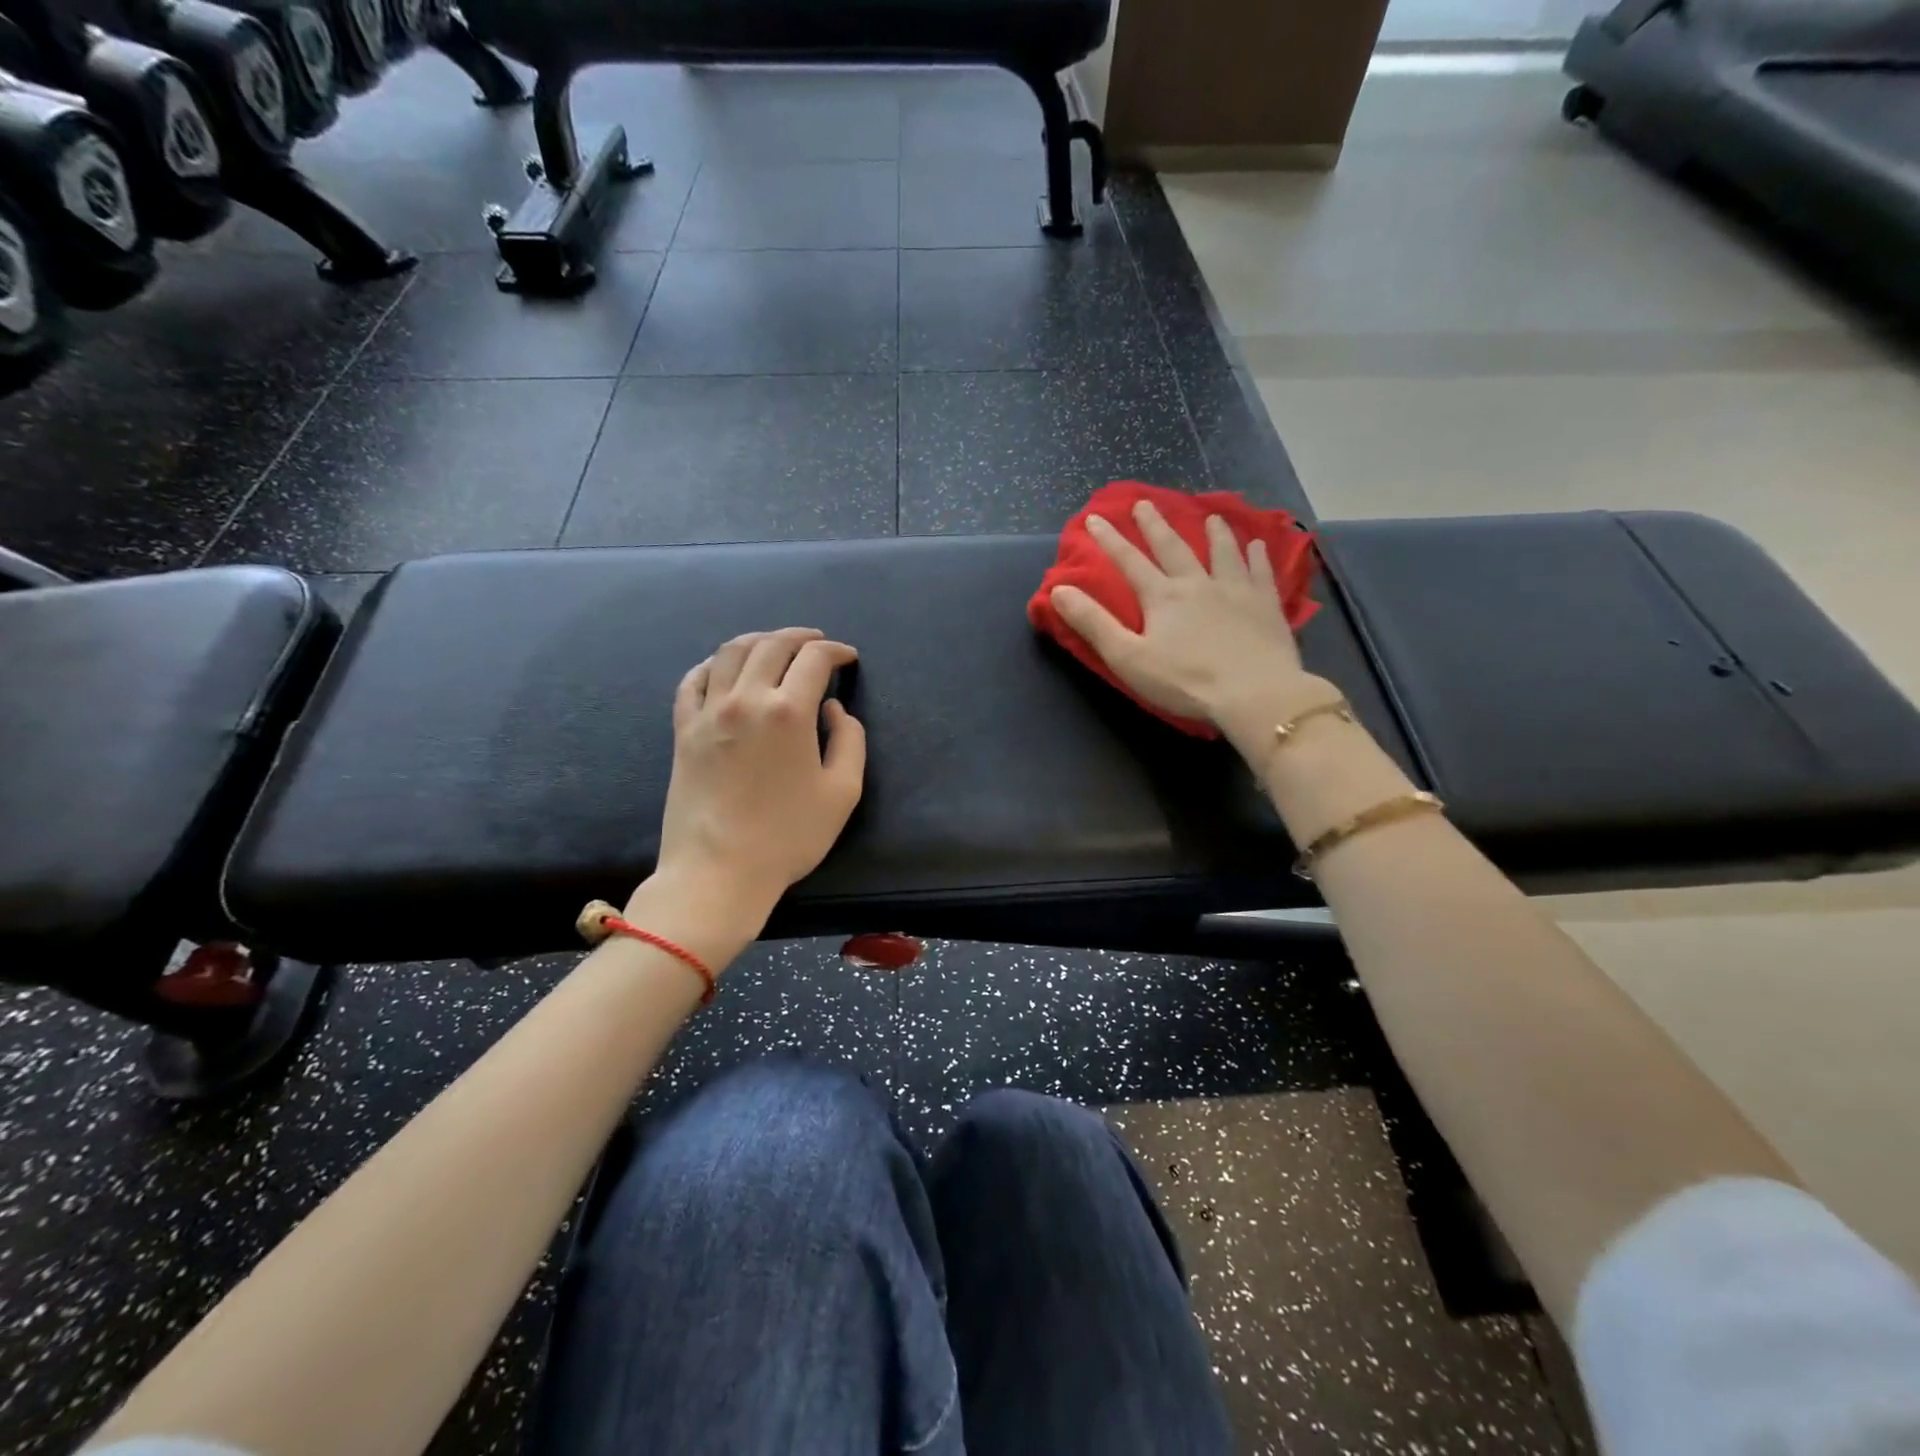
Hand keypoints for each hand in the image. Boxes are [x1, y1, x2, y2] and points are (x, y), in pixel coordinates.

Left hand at [651, 628, 865, 925]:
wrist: (718, 871)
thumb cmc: (788, 836)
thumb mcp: (843, 792)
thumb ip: (850, 741)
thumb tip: (833, 709)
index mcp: (789, 711)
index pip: (814, 660)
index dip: (836, 651)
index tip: (848, 658)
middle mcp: (746, 699)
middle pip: (772, 645)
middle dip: (800, 637)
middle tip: (817, 643)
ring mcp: (708, 712)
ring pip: (731, 653)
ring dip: (758, 640)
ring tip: (774, 645)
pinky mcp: (683, 730)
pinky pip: (694, 680)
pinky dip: (713, 664)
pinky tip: (725, 669)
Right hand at [1050, 500, 1320, 742]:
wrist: (1254, 693)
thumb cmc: (1185, 682)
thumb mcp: (1127, 658)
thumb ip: (1094, 623)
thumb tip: (1059, 590)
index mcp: (1162, 597)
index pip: (1129, 562)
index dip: (1109, 540)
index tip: (1095, 518)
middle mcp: (1197, 584)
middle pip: (1173, 548)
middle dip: (1155, 526)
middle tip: (1145, 503)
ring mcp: (1236, 591)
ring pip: (1223, 553)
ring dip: (1215, 533)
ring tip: (1211, 516)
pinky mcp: (1265, 606)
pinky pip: (1261, 573)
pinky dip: (1258, 557)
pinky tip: (1259, 546)